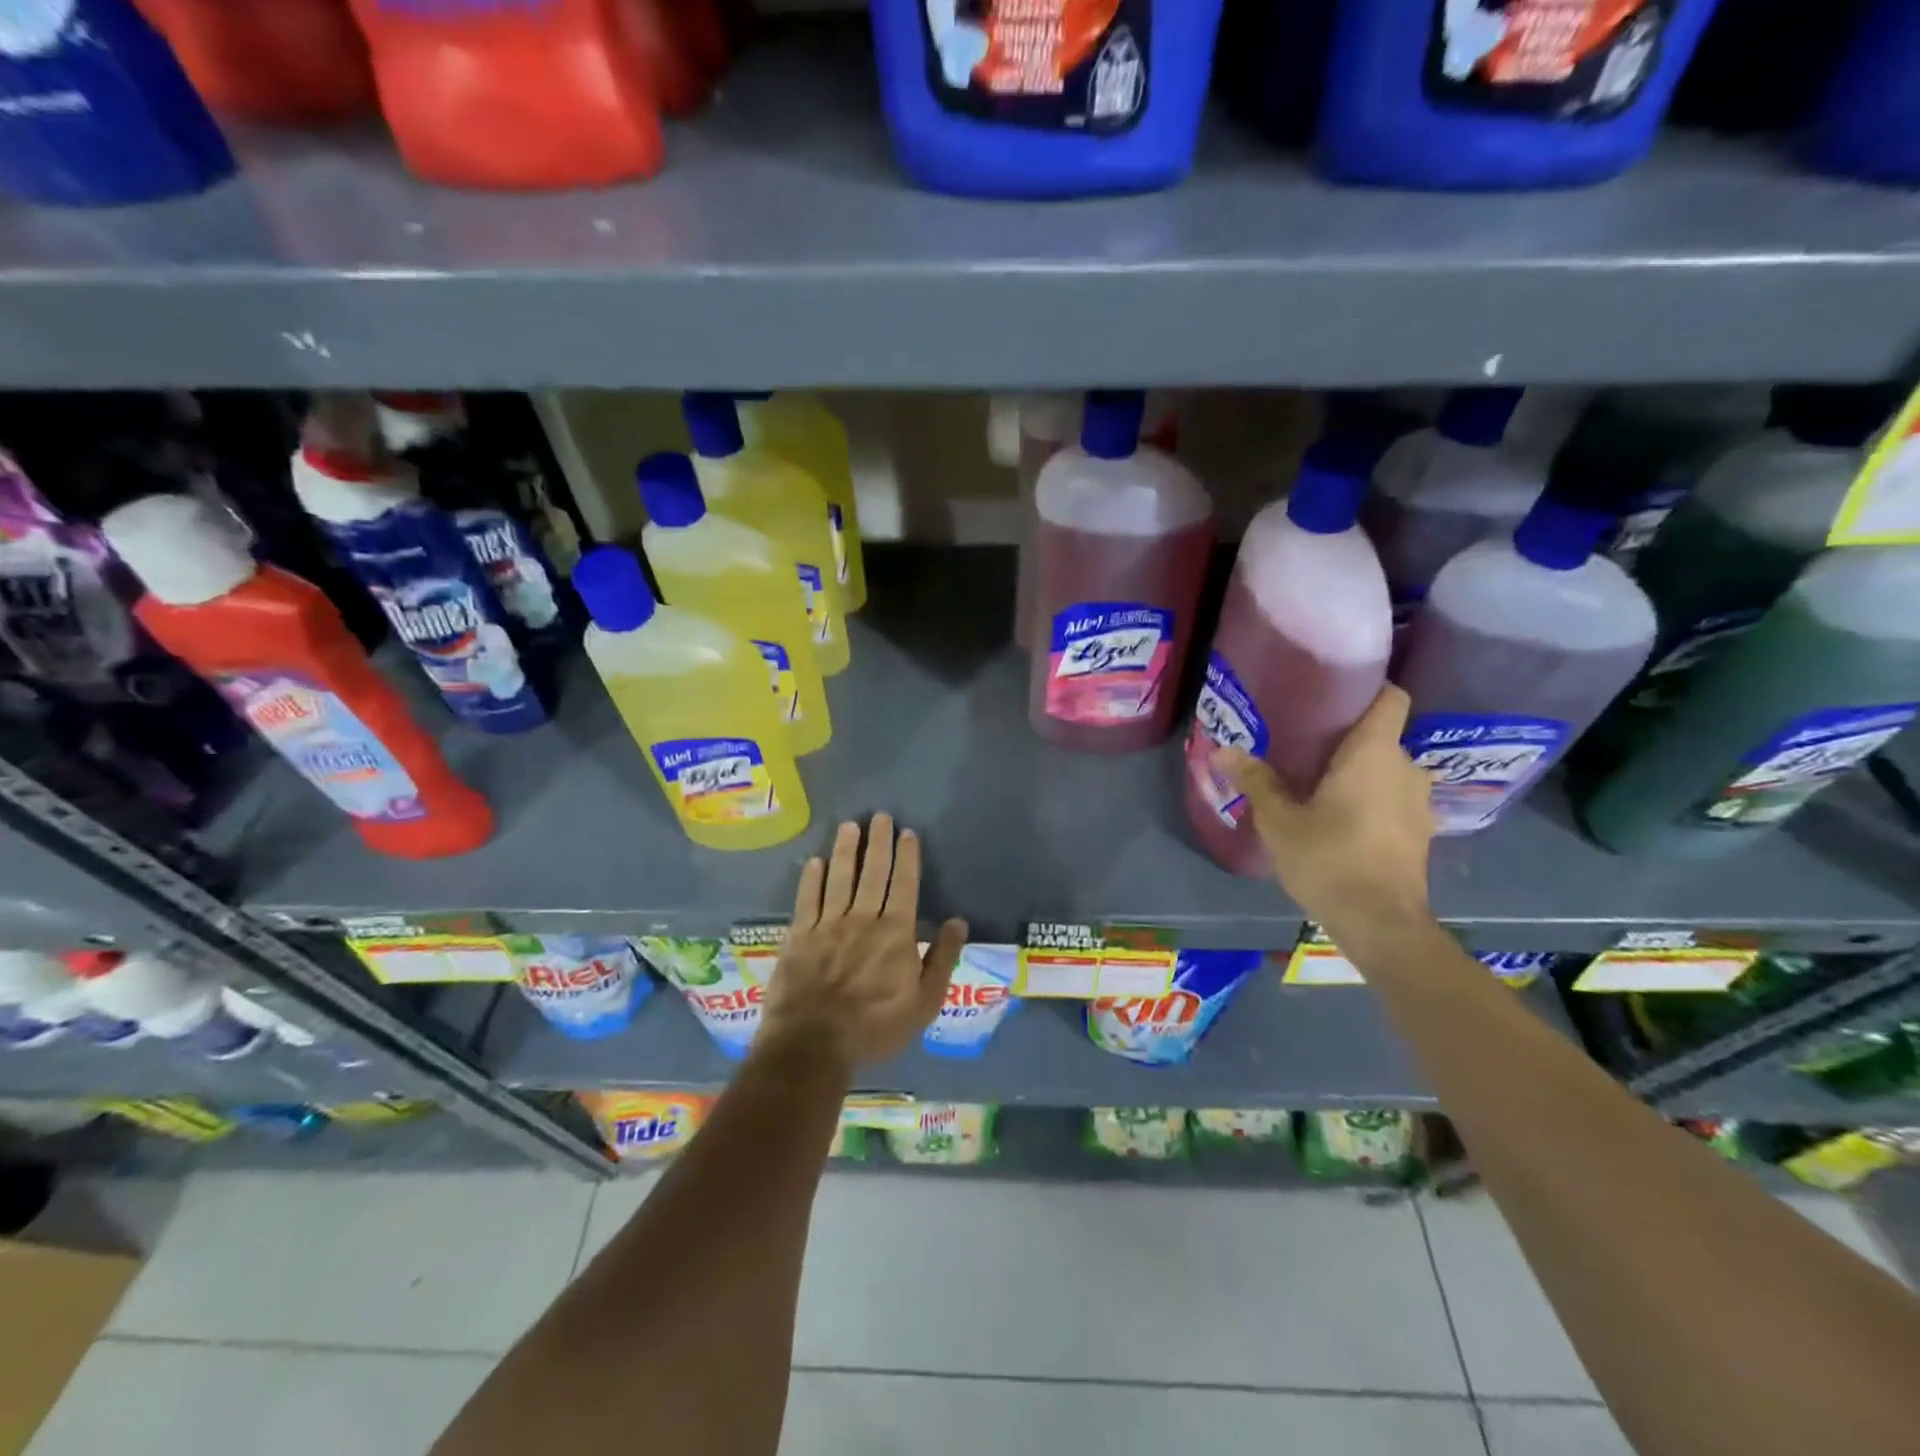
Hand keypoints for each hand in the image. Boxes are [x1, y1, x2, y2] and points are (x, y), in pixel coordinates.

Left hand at [759, 814, 967, 1072]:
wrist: (813, 1044)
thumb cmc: (875, 1027)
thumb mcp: (924, 1002)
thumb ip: (942, 959)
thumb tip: (958, 921)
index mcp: (896, 932)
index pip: (905, 885)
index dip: (907, 857)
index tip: (907, 833)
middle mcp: (863, 918)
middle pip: (873, 873)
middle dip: (878, 842)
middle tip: (880, 816)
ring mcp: (828, 924)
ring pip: (839, 878)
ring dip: (845, 850)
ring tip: (849, 826)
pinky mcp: (799, 936)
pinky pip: (807, 899)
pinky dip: (811, 879)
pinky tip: (814, 862)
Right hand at [1213, 683, 1433, 943]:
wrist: (1381, 924)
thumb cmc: (1328, 859)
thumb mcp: (1279, 821)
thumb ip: (1256, 781)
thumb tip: (1224, 751)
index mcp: (1374, 754)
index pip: (1391, 698)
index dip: (1369, 688)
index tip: (1334, 693)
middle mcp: (1406, 769)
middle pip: (1382, 736)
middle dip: (1349, 738)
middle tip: (1307, 745)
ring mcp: (1419, 803)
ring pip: (1389, 770)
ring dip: (1362, 773)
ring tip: (1321, 783)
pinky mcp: (1420, 833)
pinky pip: (1395, 799)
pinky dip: (1373, 800)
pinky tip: (1343, 818)